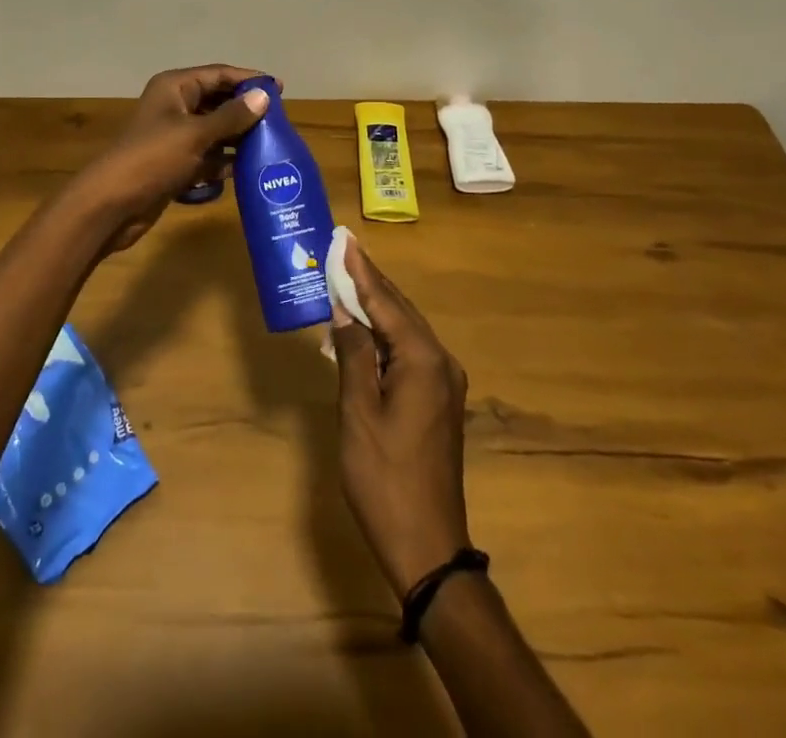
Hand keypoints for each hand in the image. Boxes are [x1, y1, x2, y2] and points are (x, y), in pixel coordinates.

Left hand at [71, 64, 274, 254]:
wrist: (111, 205)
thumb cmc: (152, 159)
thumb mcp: (195, 135)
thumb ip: (232, 116)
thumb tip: (264, 96)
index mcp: (175, 88)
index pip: (218, 74)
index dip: (248, 79)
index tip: (279, 89)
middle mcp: (174, 106)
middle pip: (217, 101)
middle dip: (245, 111)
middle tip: (278, 122)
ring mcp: (173, 136)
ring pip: (214, 130)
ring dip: (237, 138)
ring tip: (270, 147)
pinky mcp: (174, 163)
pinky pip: (206, 156)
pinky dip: (222, 162)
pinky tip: (245, 171)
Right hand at [329, 235, 472, 598]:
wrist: (427, 545)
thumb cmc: (384, 476)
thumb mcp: (359, 411)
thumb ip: (353, 353)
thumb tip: (343, 309)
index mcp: (423, 359)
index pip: (386, 302)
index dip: (361, 270)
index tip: (344, 239)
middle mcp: (441, 362)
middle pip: (400, 310)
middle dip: (370, 282)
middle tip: (342, 251)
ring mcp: (444, 383)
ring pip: (405, 330)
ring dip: (376, 308)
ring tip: (346, 281)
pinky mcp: (438, 400)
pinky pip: (409, 352)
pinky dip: (384, 336)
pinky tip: (362, 330)